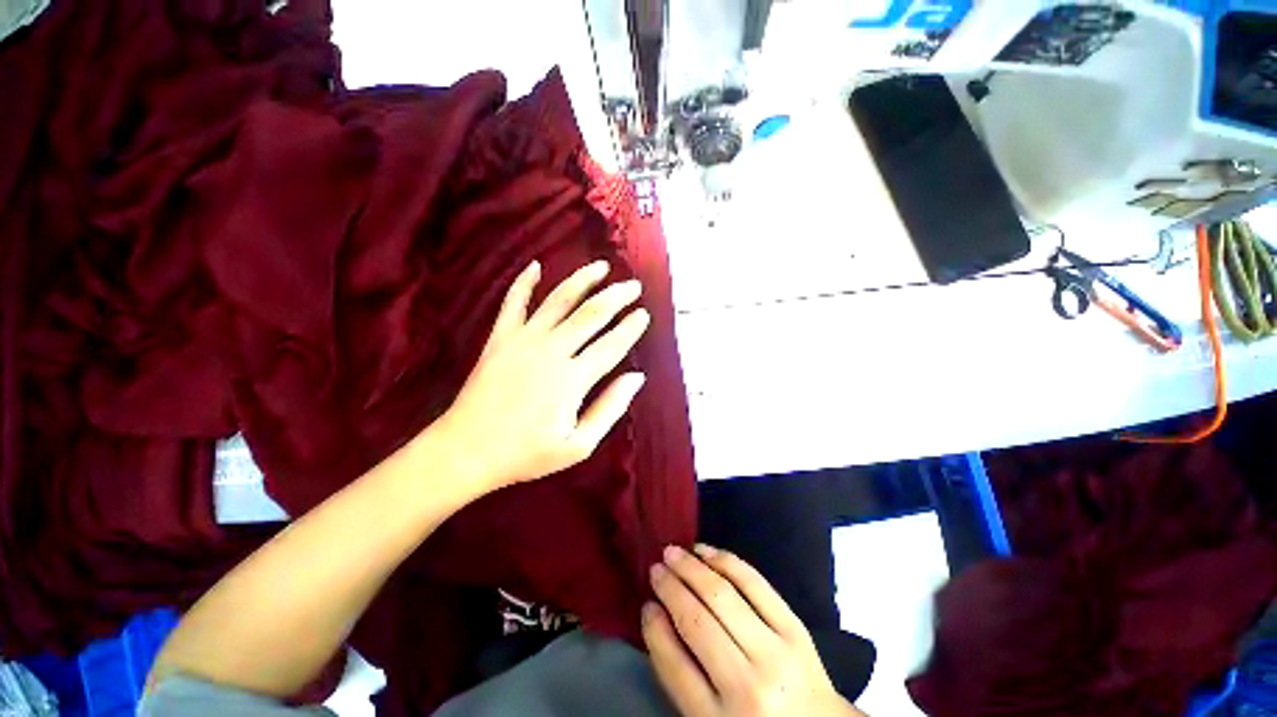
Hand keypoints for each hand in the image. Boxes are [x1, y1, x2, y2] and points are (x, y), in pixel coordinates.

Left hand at [436, 260, 648, 494]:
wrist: (466, 450)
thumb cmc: (526, 453)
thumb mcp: (578, 445)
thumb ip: (610, 408)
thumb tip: (637, 378)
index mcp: (573, 379)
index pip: (612, 345)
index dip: (631, 328)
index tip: (644, 313)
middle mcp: (551, 350)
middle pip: (591, 314)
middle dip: (616, 296)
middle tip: (633, 285)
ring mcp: (523, 340)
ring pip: (559, 300)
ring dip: (582, 280)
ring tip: (601, 266)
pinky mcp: (500, 338)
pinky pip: (513, 303)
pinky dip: (524, 282)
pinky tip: (535, 266)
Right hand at [643, 545, 864, 716]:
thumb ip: (681, 677)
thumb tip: (656, 615)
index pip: (674, 665)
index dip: (654, 628)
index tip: (645, 603)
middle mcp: (748, 687)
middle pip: (697, 622)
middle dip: (670, 587)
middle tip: (654, 567)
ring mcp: (776, 653)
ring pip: (723, 595)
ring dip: (692, 567)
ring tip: (673, 552)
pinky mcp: (795, 628)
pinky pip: (754, 583)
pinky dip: (725, 561)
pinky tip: (706, 551)